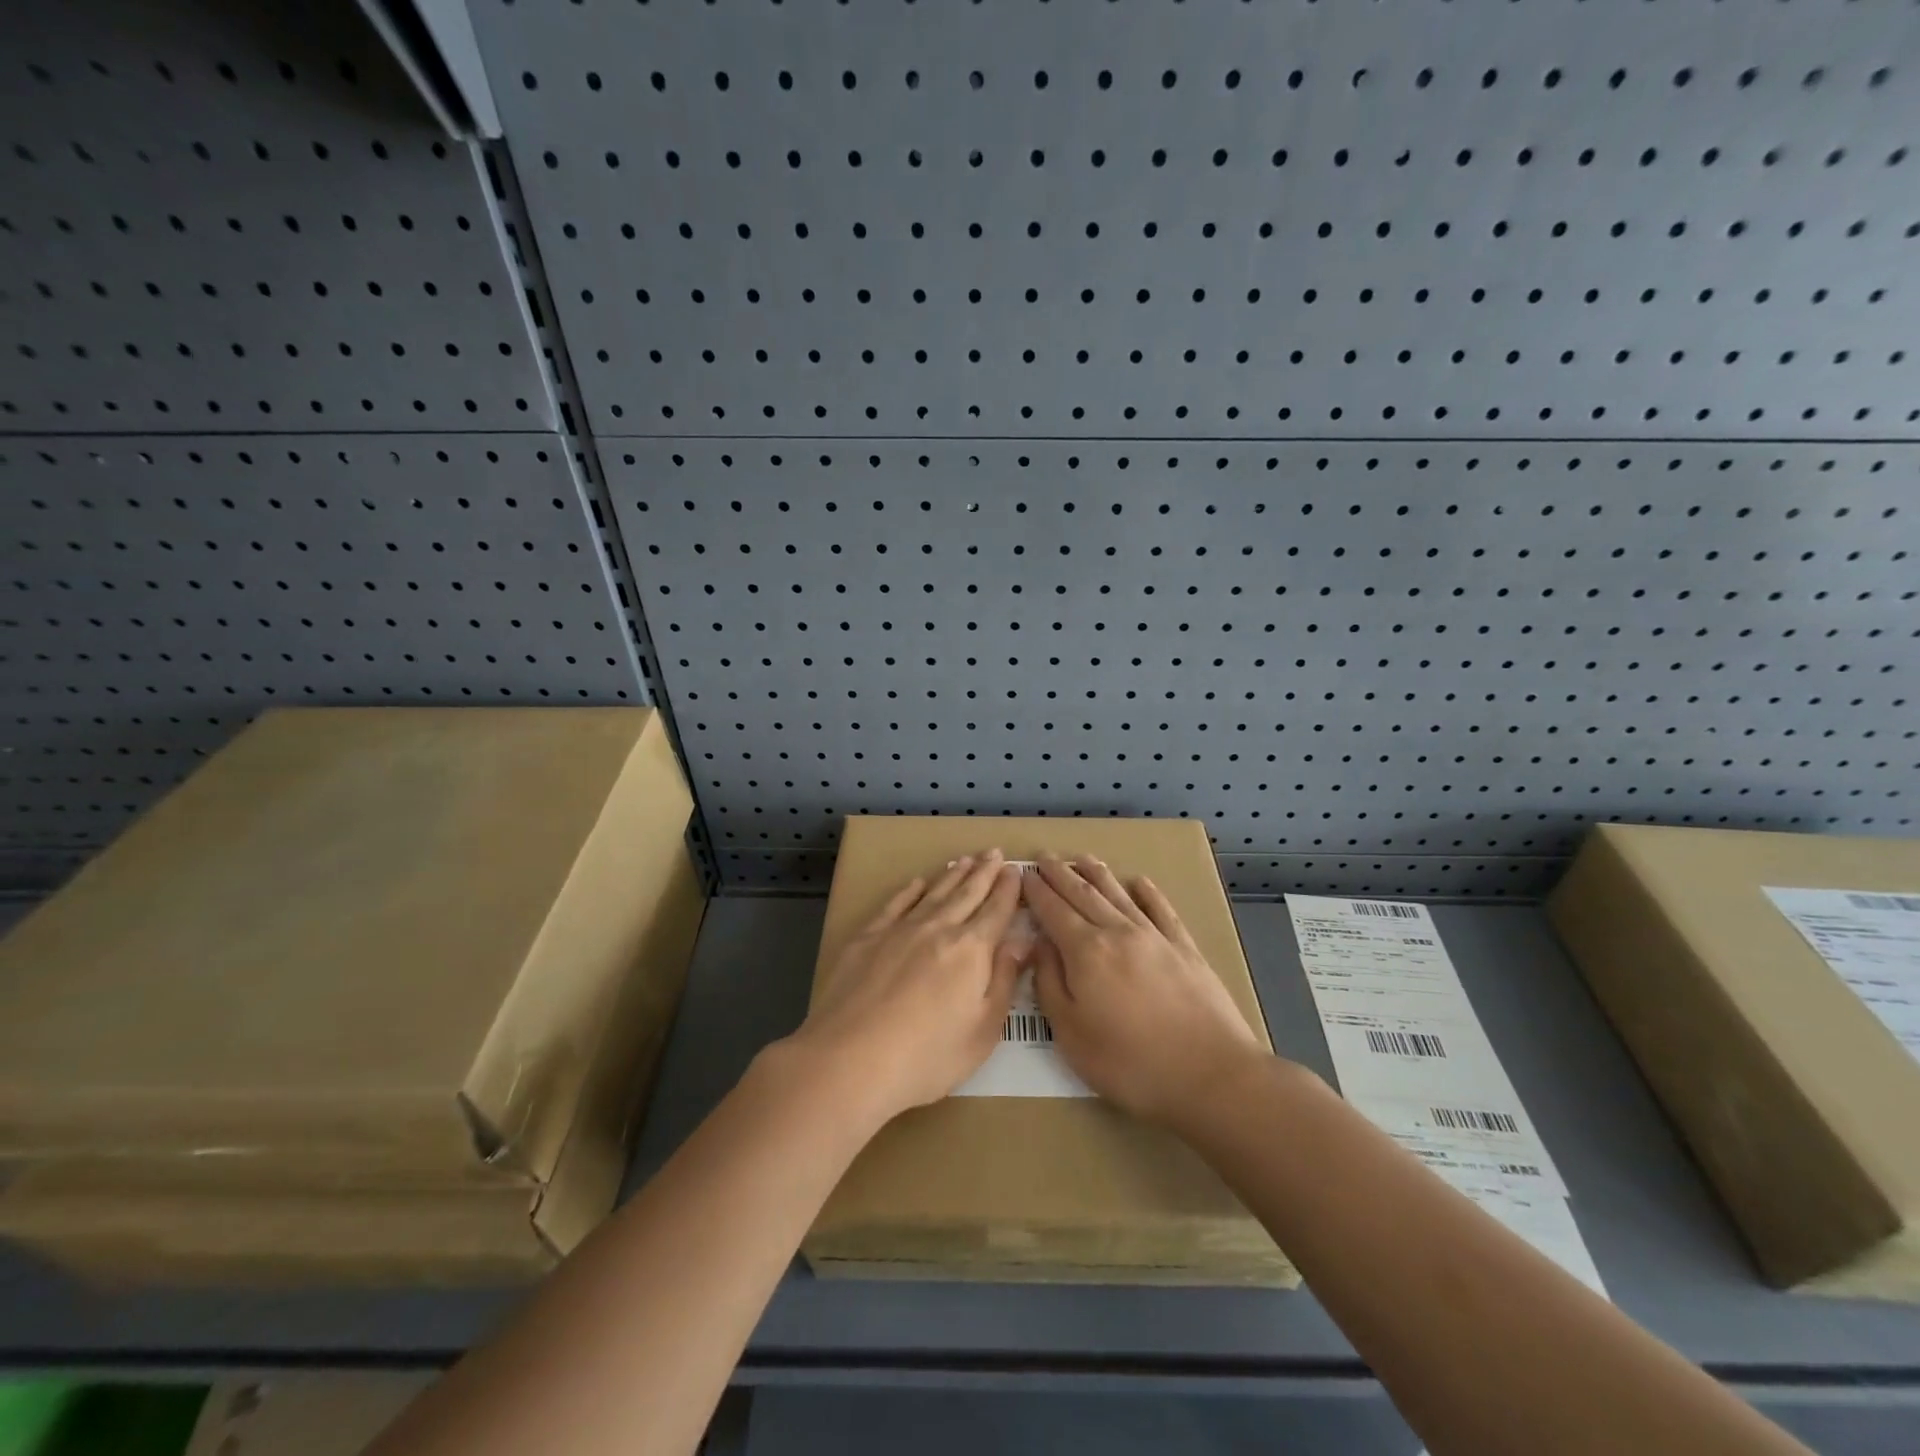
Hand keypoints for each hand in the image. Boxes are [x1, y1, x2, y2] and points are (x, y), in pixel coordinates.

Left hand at [787, 852, 1025, 1124]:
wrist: (850, 1060)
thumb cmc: (927, 1057)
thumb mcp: (983, 1031)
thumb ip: (1003, 980)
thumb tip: (1021, 941)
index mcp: (971, 950)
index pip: (996, 911)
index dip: (1008, 890)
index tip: (1015, 870)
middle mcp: (938, 929)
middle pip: (966, 894)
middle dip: (984, 872)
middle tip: (994, 852)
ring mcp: (899, 930)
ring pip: (933, 893)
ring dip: (952, 875)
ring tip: (965, 860)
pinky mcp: (867, 938)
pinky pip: (895, 904)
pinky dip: (909, 891)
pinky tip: (917, 883)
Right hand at [1026, 856, 1262, 1125]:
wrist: (1211, 1074)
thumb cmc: (1130, 1063)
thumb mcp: (1071, 1034)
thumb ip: (1050, 984)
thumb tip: (1040, 945)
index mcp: (1085, 951)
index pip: (1053, 910)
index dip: (1036, 891)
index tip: (1023, 874)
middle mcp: (1118, 932)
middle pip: (1083, 894)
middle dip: (1060, 874)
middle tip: (1044, 857)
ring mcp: (1155, 937)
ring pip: (1119, 895)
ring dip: (1096, 874)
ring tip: (1081, 858)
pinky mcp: (1185, 949)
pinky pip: (1161, 910)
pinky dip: (1147, 893)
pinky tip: (1139, 882)